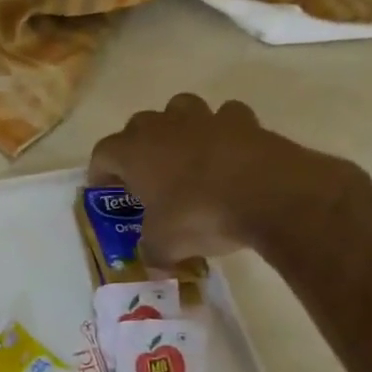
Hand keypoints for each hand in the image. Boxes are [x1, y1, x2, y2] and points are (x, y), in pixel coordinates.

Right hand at [87, 94, 353, 267]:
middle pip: (137, 125)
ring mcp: (204, 119)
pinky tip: (228, 152)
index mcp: (133, 152)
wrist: (271, 195)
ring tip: (184, 154)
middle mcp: (163, 127)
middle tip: (145, 175)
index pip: (102, 153)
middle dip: (137, 146)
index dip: (100, 172)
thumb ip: (152, 252)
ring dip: (176, 127)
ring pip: (179, 108)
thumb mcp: (165, 245)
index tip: (104, 189)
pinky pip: (226, 117)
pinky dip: (223, 131)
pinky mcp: (244, 122)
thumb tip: (153, 263)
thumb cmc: (200, 215)